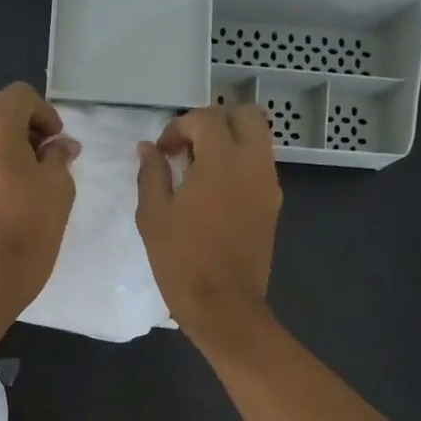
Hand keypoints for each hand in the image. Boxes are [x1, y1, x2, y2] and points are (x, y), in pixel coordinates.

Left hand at [0, 82, 79, 312]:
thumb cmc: (29, 225)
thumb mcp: (58, 186)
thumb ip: (59, 155)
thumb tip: (60, 146)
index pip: (21, 97)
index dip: (45, 115)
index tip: (58, 143)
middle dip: (23, 134)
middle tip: (44, 164)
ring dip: (0, 152)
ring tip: (21, 184)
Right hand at [136, 104, 281, 348]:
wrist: (223, 305)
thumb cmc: (182, 260)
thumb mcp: (154, 215)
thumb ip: (151, 174)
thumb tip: (148, 149)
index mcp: (222, 159)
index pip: (205, 118)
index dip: (179, 127)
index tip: (161, 152)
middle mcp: (253, 163)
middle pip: (246, 115)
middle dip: (216, 122)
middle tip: (190, 148)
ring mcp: (268, 185)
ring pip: (257, 142)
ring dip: (230, 145)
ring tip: (199, 174)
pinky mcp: (273, 207)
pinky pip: (259, 170)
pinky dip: (239, 168)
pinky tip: (214, 196)